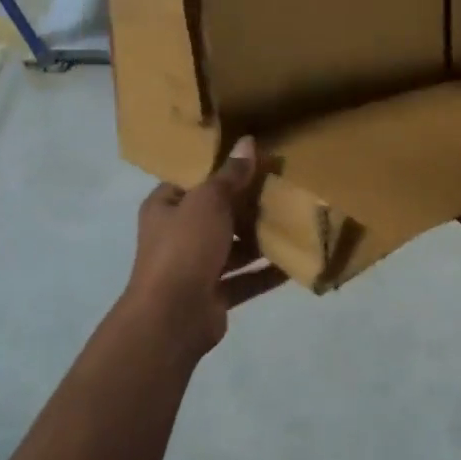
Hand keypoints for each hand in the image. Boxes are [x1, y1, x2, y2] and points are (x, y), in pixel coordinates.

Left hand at [125, 136, 285, 349]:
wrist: (172, 317)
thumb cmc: (185, 247)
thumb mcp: (209, 201)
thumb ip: (231, 175)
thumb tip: (247, 142)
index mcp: (165, 207)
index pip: (194, 181)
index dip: (222, 169)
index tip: (256, 159)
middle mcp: (177, 235)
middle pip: (217, 214)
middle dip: (247, 205)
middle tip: (283, 188)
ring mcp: (195, 268)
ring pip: (233, 248)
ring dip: (260, 239)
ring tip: (295, 221)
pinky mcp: (214, 296)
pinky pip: (245, 279)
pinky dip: (267, 272)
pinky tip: (295, 262)